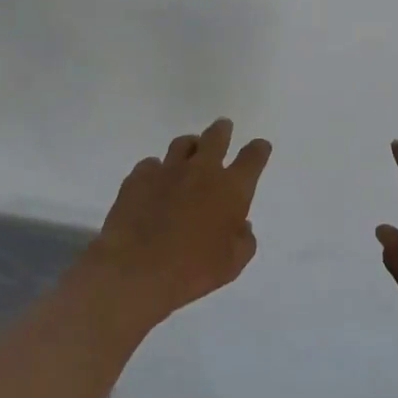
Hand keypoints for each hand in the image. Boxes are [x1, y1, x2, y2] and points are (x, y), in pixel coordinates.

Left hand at [82, 118, 272, 335]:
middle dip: (222, 130)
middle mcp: (201, 171)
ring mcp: (167, 170)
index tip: (259, 146)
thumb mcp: (232, 264)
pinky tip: (155, 180)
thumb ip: (243, 240)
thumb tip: (242, 225)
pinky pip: (151, 164)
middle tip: (223, 127)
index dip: (258, 150)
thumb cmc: (193, 270)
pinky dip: (157, 169)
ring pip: (182, 144)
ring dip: (190, 145)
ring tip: (190, 149)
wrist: (137, 269)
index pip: (252, 158)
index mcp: (231, 189)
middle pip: (216, 138)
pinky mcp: (138, 177)